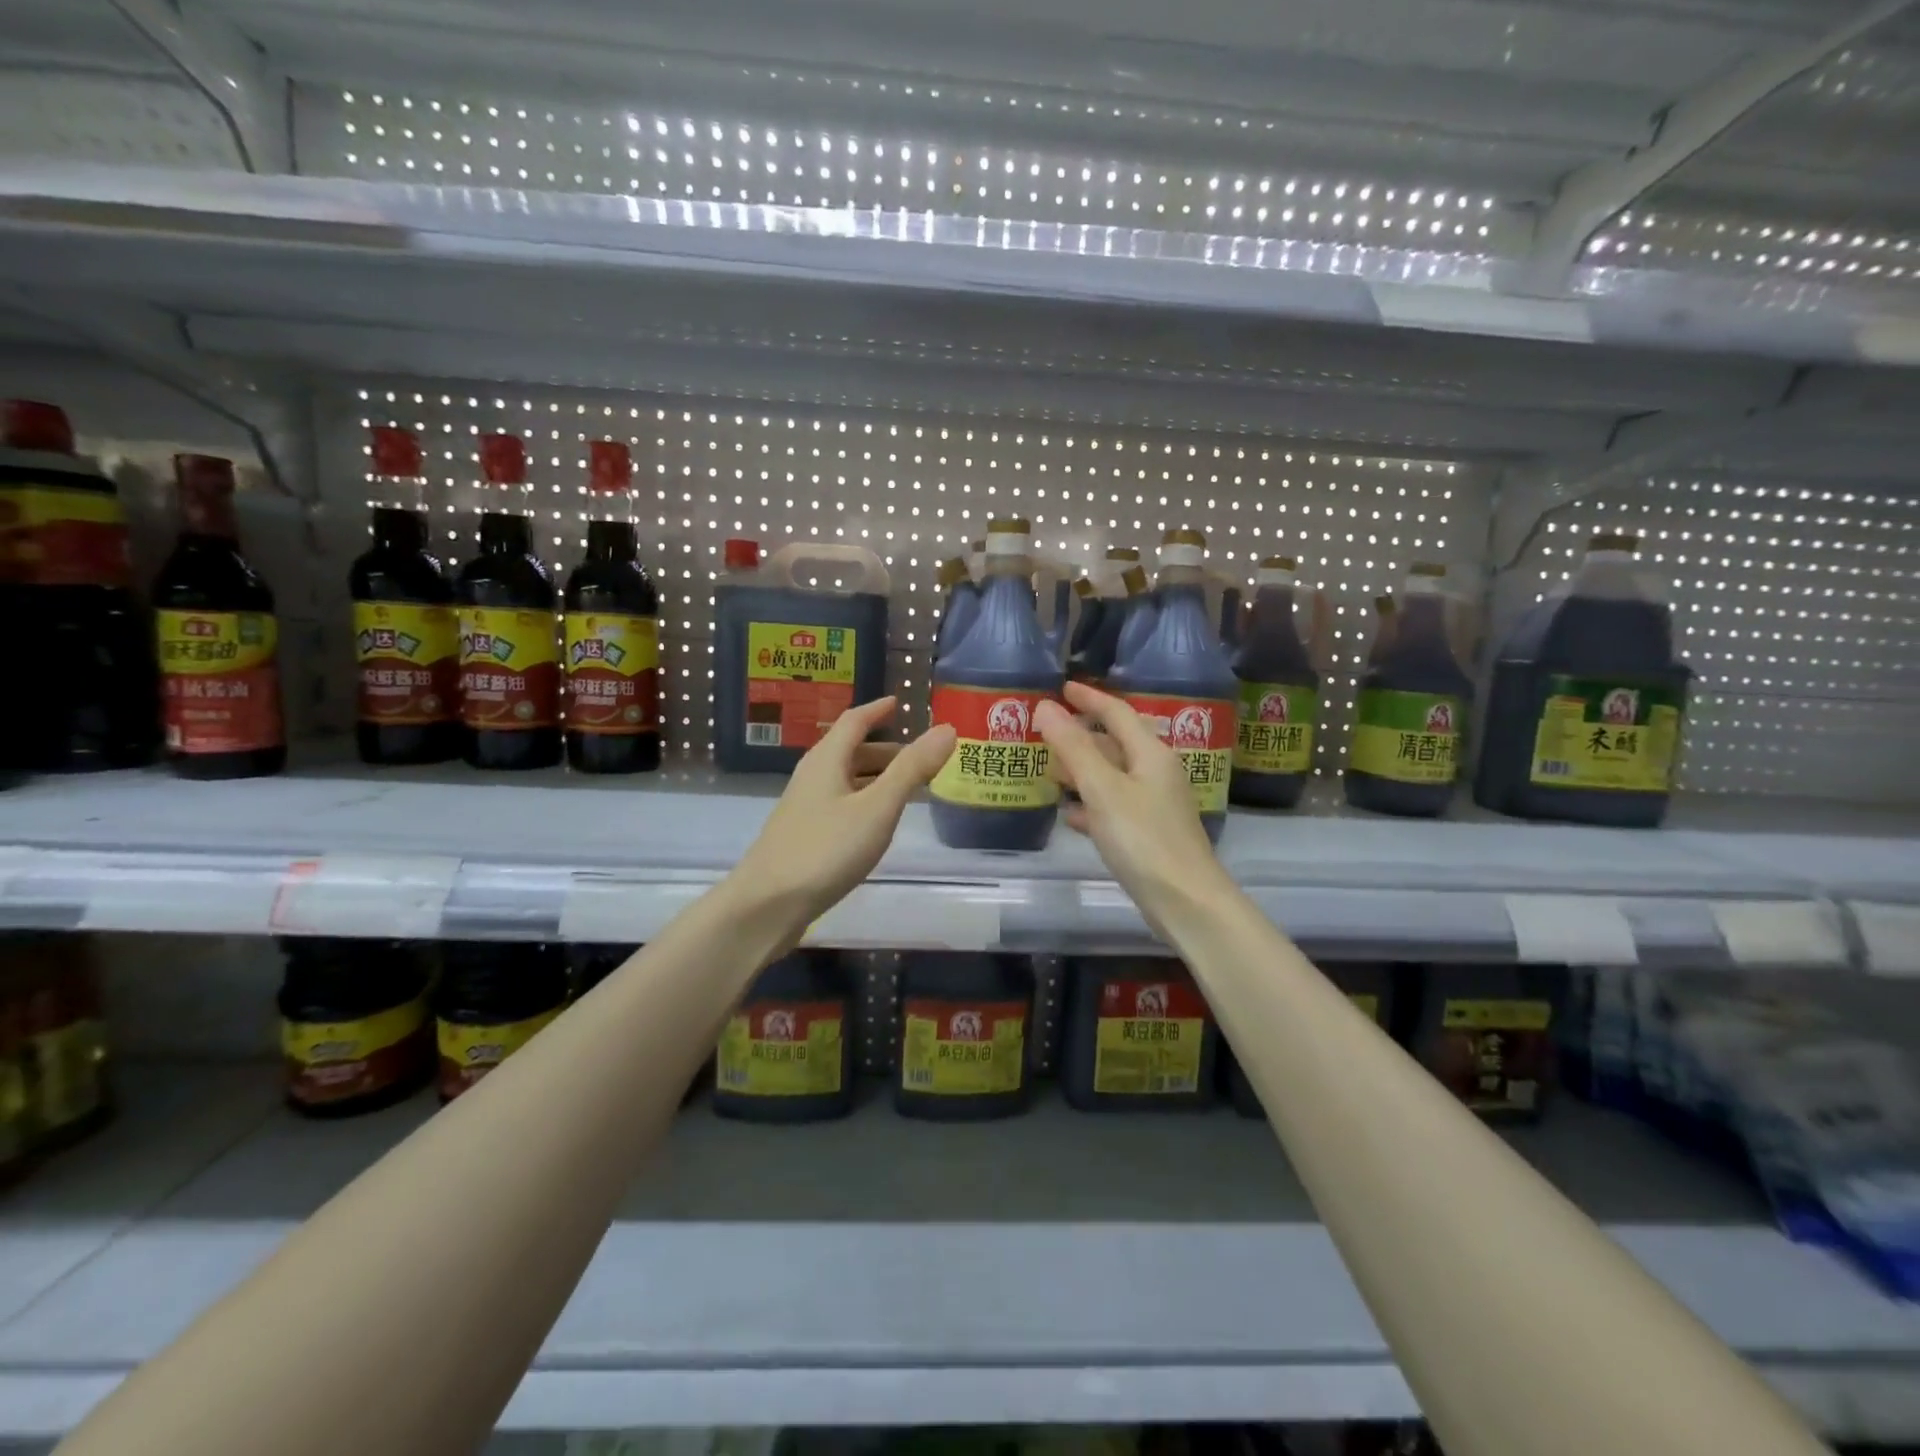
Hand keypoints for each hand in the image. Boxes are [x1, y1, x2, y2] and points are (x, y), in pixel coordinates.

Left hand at [730, 696, 955, 937]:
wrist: (767, 905)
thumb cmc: (826, 850)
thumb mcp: (877, 808)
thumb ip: (912, 769)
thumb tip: (947, 729)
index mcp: (826, 761)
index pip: (854, 721)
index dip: (877, 710)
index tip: (898, 703)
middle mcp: (812, 777)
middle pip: (849, 751)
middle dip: (884, 749)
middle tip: (919, 756)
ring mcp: (804, 807)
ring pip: (845, 780)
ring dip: (875, 777)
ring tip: (907, 788)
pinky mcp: (804, 835)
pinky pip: (840, 804)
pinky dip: (864, 800)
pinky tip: (877, 823)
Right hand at [1036, 681, 1232, 937]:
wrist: (1185, 900)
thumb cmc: (1143, 838)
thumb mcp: (1102, 789)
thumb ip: (1072, 747)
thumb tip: (1046, 706)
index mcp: (1150, 754)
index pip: (1117, 712)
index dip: (1089, 698)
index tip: (1062, 688)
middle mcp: (1156, 773)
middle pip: (1115, 744)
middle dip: (1081, 737)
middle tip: (1046, 732)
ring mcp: (1154, 804)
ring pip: (1112, 776)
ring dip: (1082, 771)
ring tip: (1049, 771)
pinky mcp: (1148, 833)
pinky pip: (1113, 807)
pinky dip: (1090, 805)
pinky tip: (1068, 815)